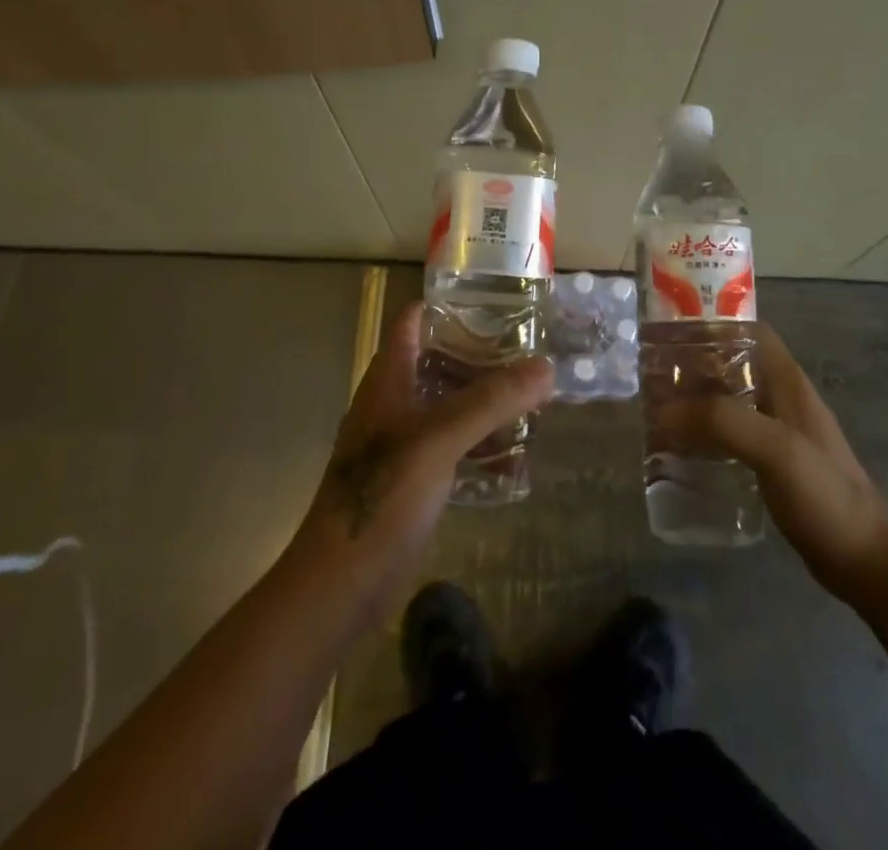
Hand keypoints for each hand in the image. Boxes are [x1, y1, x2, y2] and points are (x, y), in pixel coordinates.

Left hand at [288, 302, 551, 619]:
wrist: (341, 583)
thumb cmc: (384, 493)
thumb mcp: (441, 438)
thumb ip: (493, 401)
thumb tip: (546, 367)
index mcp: (389, 379)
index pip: (414, 321)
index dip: (450, 306)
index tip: (498, 304)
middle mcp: (395, 403)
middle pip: (440, 362)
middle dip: (483, 358)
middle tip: (530, 355)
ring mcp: (403, 442)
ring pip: (450, 406)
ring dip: (487, 404)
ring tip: (533, 401)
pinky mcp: (414, 478)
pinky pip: (454, 448)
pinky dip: (482, 446)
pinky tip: (516, 459)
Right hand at [656, 323, 887, 600]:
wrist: (862, 560)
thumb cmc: (824, 494)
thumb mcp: (775, 449)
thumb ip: (723, 421)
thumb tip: (665, 410)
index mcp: (787, 382)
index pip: (749, 331)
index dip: (712, 324)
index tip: (671, 332)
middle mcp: (782, 398)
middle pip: (733, 364)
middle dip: (695, 365)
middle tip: (653, 375)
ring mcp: (779, 431)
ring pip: (730, 399)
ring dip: (698, 400)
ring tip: (658, 409)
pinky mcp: (774, 462)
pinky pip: (732, 433)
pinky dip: (706, 433)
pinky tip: (683, 448)